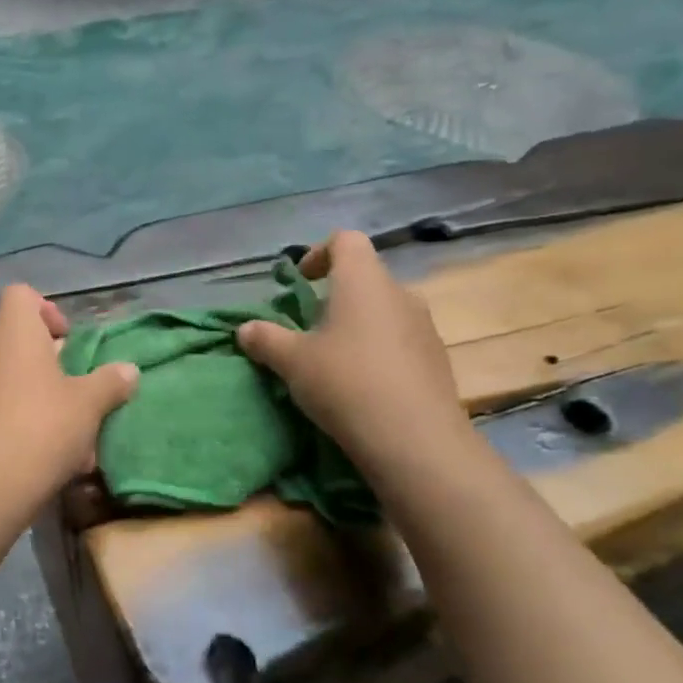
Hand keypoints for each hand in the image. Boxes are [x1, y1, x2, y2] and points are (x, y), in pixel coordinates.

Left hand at [0, 284, 138, 508]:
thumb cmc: (42, 426)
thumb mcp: (89, 404)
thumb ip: (110, 382)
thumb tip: (130, 370)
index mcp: (13, 332)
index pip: (21, 295)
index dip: (47, 309)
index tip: (68, 340)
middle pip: (17, 339)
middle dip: (48, 361)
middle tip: (76, 387)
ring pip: (9, 378)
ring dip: (38, 395)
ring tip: (69, 431)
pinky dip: (20, 420)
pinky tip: (47, 456)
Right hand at [237, 231, 474, 484]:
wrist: (417, 442)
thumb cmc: (346, 383)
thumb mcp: (292, 362)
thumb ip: (265, 339)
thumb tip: (245, 329)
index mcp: (363, 281)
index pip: (346, 240)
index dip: (319, 253)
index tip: (301, 282)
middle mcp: (399, 294)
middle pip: (365, 277)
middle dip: (336, 296)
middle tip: (310, 328)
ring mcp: (425, 328)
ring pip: (384, 311)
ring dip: (358, 325)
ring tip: (334, 360)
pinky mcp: (438, 361)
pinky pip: (401, 341)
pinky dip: (379, 351)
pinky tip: (363, 386)